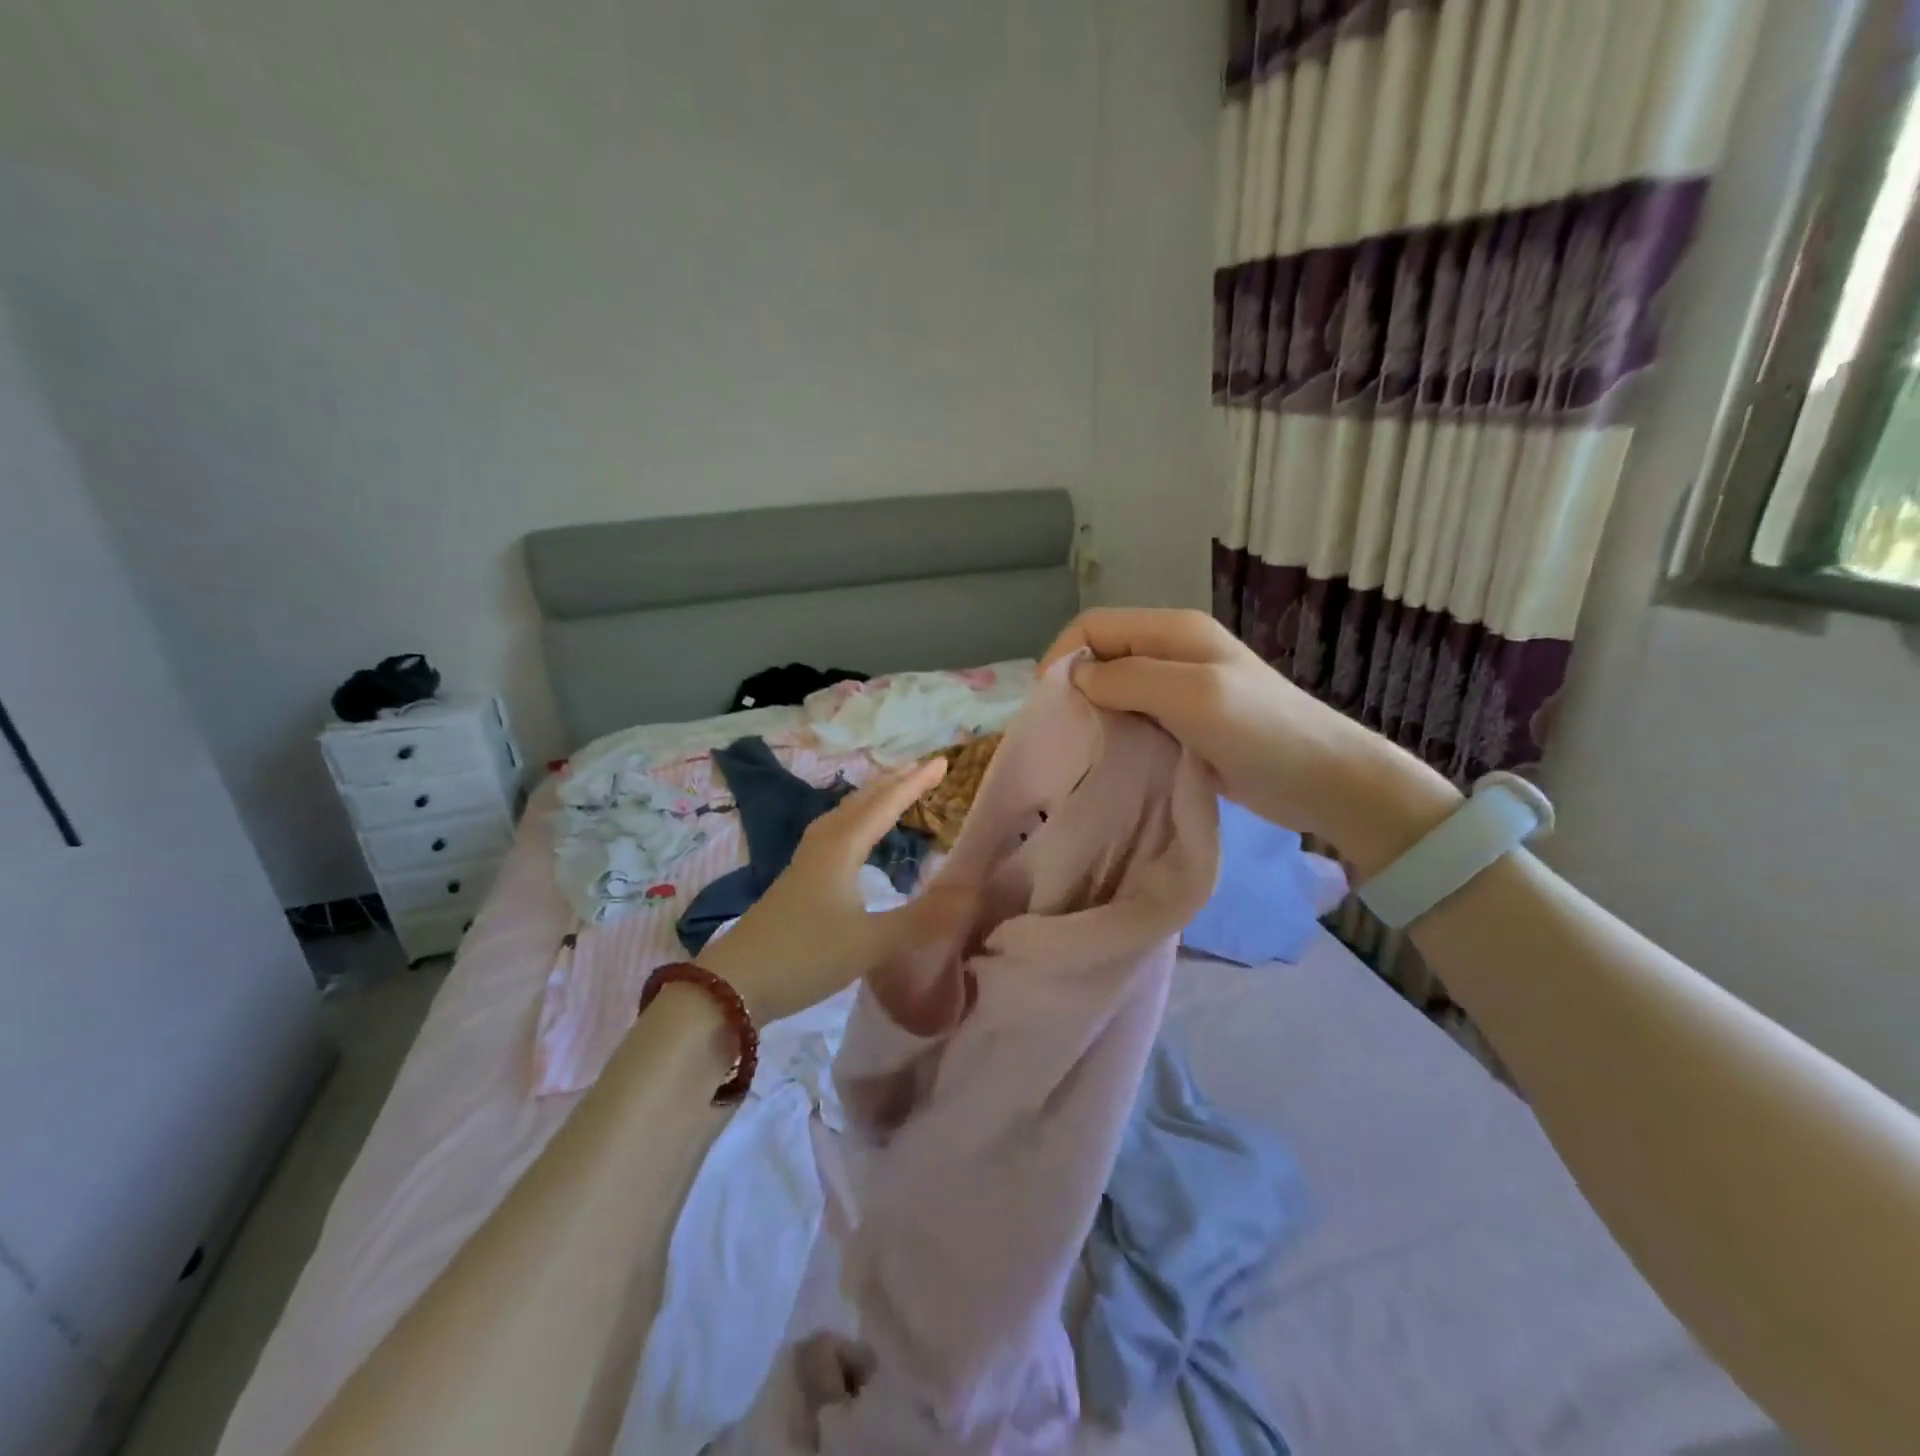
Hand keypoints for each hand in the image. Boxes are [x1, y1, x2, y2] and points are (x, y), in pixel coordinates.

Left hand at [693, 758, 966, 1023]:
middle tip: (922, 768)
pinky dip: (852, 823)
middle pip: (860, 803)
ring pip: (842, 817)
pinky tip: (852, 842)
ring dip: (870, 800)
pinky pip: (832, 835)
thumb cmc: (805, 956)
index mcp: (841, 849)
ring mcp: (804, 864)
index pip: (885, 805)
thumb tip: (971, 893)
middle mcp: (822, 846)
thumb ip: (922, 920)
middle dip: (892, 783)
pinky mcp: (796, 883)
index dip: (915, 783)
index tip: (941, 762)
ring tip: (890, 794)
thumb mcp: (871, 943)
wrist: (733, 985)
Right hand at [1042, 607, 1459, 875]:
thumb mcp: (1191, 694)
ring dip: (1094, 715)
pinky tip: (1110, 759)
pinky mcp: (1184, 723)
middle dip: (1075, 687)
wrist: (1324, 779)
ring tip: (1080, 749)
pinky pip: (1134, 719)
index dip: (1063, 655)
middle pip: (1102, 656)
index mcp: (1172, 630)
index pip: (1093, 625)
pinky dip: (1116, 734)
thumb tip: (1076, 678)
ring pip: (1115, 691)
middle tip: (1061, 732)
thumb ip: (1128, 679)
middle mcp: (1172, 652)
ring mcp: (1180, 689)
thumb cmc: (1260, 730)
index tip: (1047, 704)